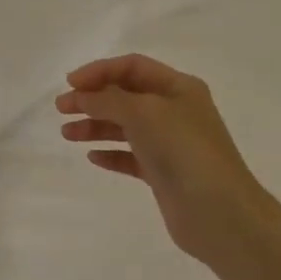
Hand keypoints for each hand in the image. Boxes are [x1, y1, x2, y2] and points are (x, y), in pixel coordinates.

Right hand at [57, 54, 266, 265]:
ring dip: (95, 126)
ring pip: (125, 127)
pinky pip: (131, 156)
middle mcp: (175, 111)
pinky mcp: (164, 173)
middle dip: (92, 99)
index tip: (70, 84)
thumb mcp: (143, 113)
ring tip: (67, 134)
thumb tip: (82, 96)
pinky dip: (111, 153)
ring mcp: (170, 143)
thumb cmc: (183, 151)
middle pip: (126, 95)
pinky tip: (92, 157)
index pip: (132, 67)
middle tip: (61, 109)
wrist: (219, 213)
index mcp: (178, 88)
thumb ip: (108, 100)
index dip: (99, 71)